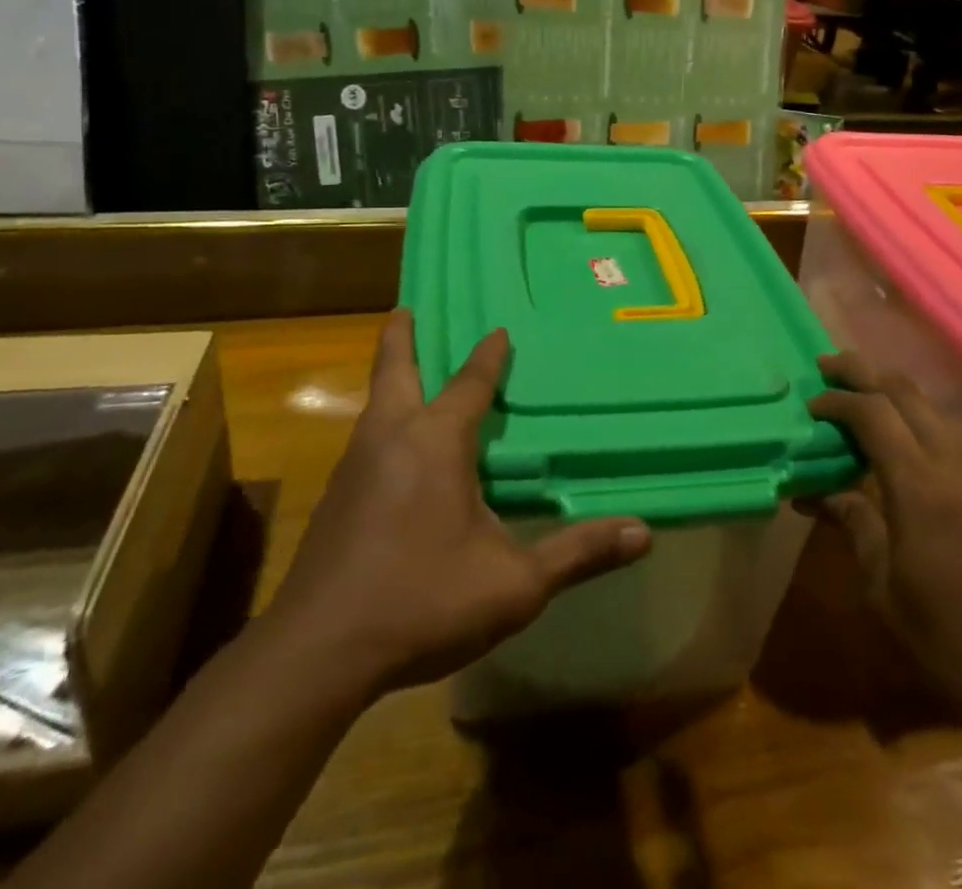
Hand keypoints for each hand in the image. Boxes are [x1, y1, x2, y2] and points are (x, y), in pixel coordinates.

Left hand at [262, 309, 651, 699]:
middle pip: (394, 371)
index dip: (487, 356)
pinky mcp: (334, 501)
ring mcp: (354, 468)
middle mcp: (391, 438)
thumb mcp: (514, 583)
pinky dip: (380, 423)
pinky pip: (364, 442)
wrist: (317, 653)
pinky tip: (390, 454)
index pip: (469, 384)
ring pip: (374, 406)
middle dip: (400, 338)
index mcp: (435, 441)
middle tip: (404, 309)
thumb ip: (576, 553)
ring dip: (389, 380)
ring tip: (401, 374)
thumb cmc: (423, 601)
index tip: (498, 329)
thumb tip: (644, 533)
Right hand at [805, 352, 961, 746]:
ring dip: (901, 393)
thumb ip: (852, 524)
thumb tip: (815, 491)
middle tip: (831, 367)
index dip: (838, 400)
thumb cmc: (947, 644)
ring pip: (942, 408)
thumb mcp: (882, 589)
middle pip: (907, 394)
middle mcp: (960, 466)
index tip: (812, 404)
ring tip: (871, 395)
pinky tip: (932, 434)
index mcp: (920, 488)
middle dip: (864, 372)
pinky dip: (942, 419)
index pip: (873, 414)